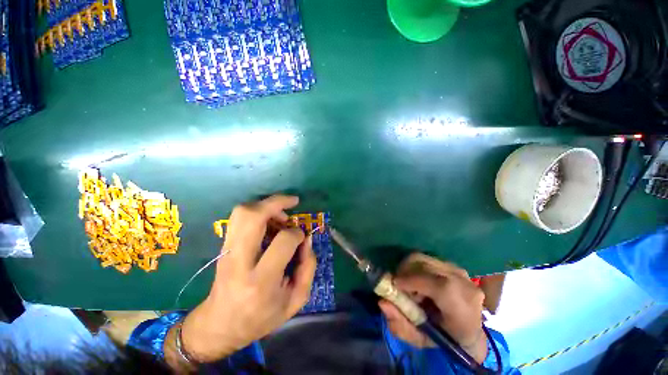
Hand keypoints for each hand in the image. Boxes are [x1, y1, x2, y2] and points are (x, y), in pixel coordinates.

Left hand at [170, 195, 315, 366]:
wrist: (220, 325)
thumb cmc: (261, 317)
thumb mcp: (295, 300)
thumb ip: (308, 266)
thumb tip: (307, 238)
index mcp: (261, 281)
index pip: (283, 241)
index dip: (297, 233)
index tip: (302, 236)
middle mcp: (239, 262)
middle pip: (252, 217)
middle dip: (276, 203)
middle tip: (292, 203)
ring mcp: (227, 251)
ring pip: (242, 212)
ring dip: (265, 205)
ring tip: (281, 214)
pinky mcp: (223, 246)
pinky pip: (239, 217)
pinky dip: (257, 211)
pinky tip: (269, 220)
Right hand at [378, 253, 487, 362]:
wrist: (471, 332)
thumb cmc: (446, 340)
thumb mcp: (422, 340)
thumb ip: (401, 325)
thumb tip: (382, 302)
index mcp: (462, 308)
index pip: (437, 286)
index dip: (411, 281)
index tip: (394, 285)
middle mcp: (464, 284)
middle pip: (425, 264)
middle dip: (405, 272)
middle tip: (399, 285)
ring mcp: (460, 271)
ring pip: (423, 259)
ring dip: (410, 269)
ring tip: (410, 285)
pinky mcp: (454, 265)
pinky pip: (427, 259)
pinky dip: (417, 267)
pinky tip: (419, 281)